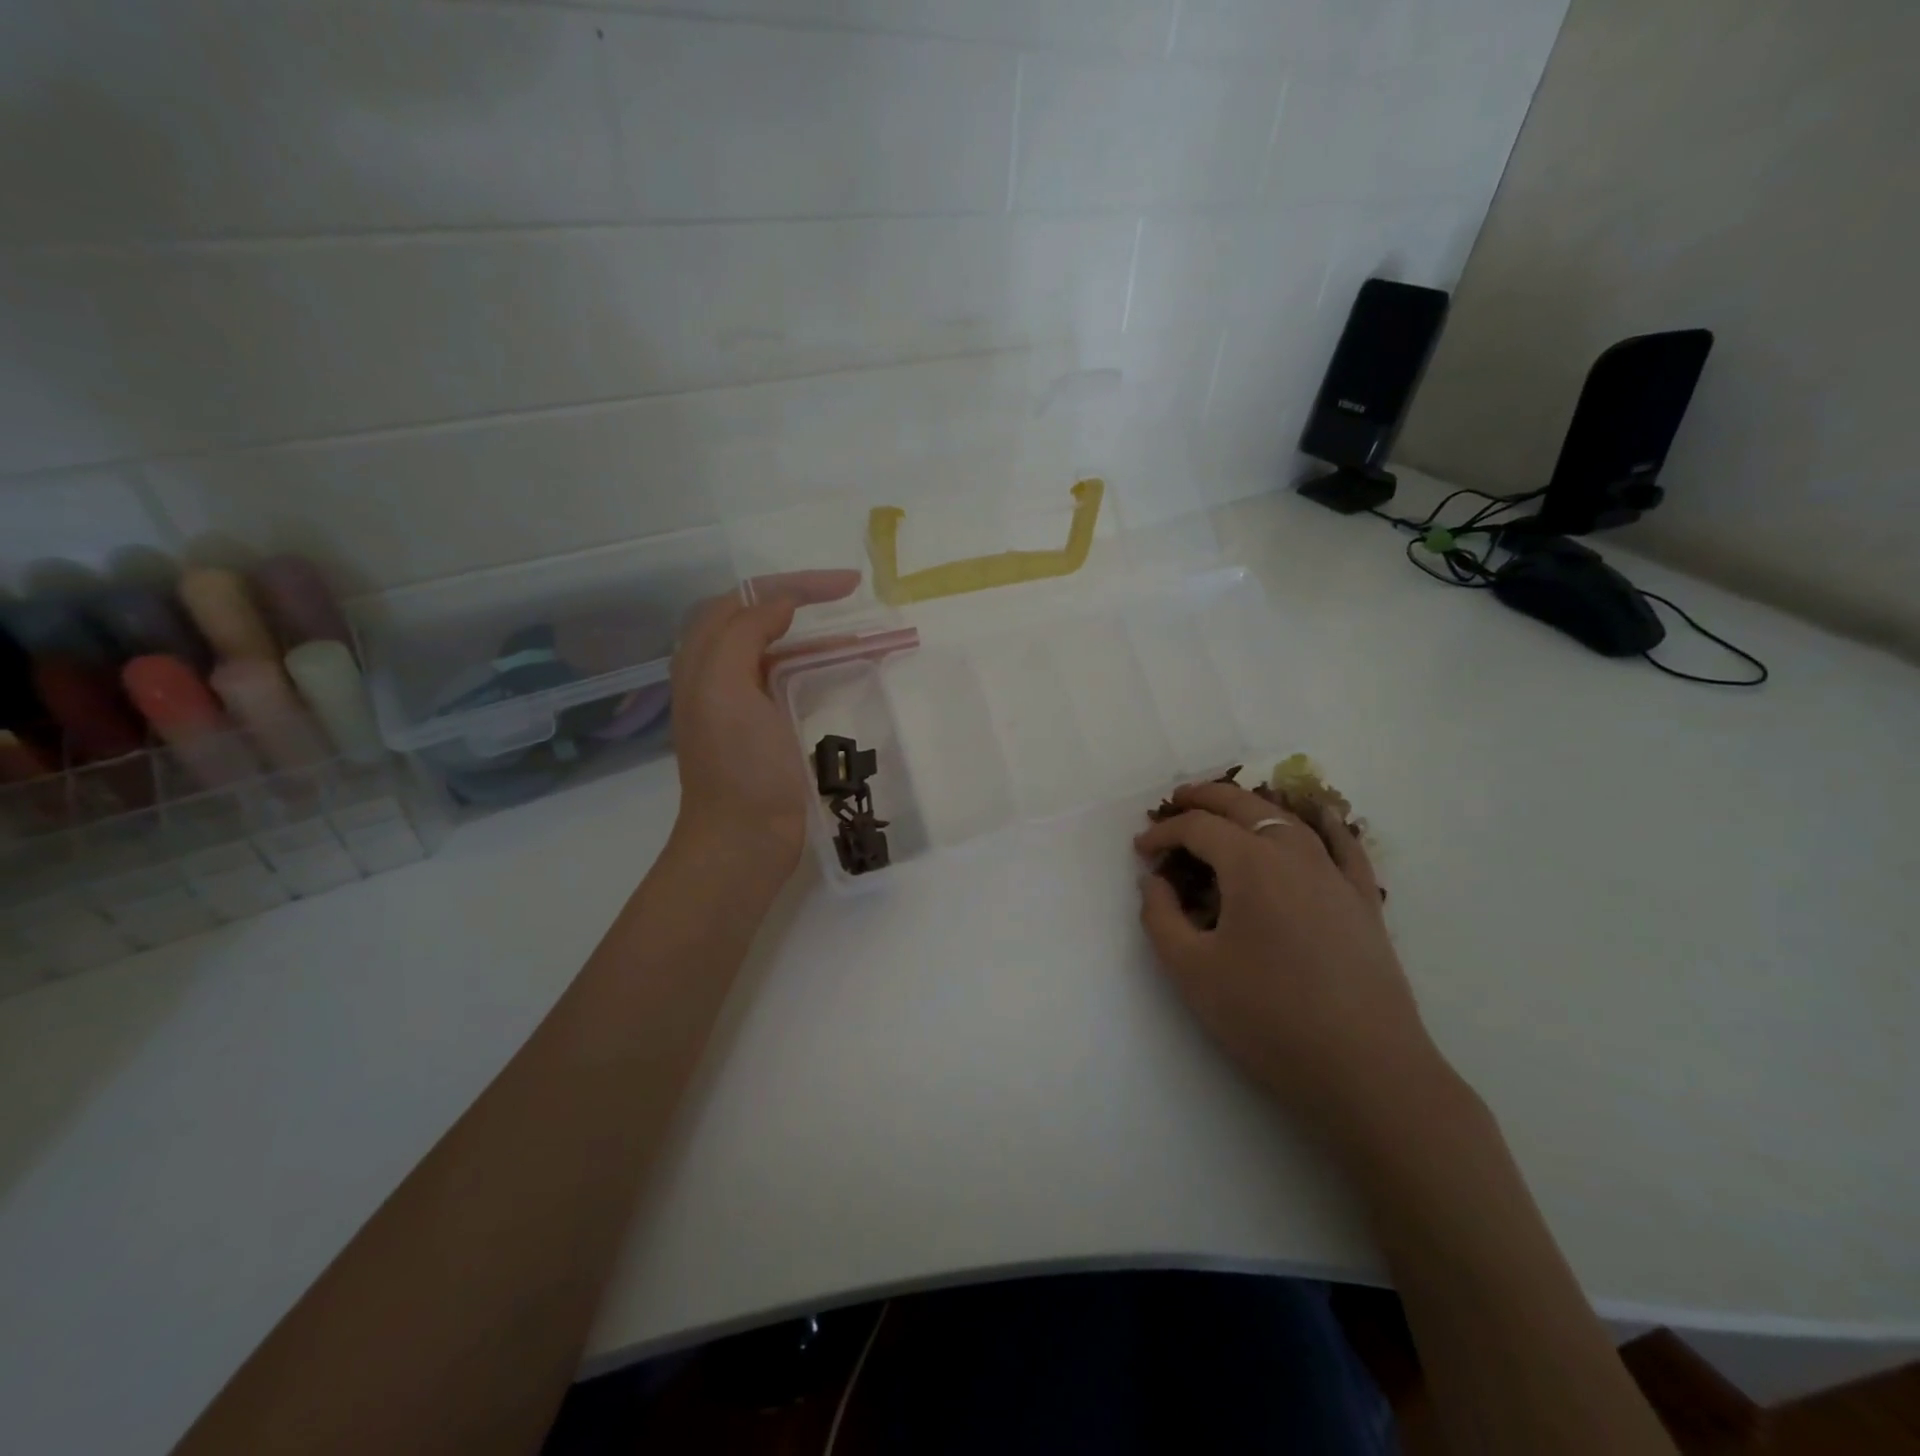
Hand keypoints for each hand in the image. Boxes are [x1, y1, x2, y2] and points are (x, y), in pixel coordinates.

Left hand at [669, 570, 860, 872]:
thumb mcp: (727, 688)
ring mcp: (743, 704)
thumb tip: (780, 603)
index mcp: (702, 659)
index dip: (794, 584)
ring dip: (820, 637)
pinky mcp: (767, 729)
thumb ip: (744, 632)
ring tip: (866, 637)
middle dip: (807, 602)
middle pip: (762, 619)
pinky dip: (821, 668)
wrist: (743, 840)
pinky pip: (793, 682)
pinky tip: (848, 672)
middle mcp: (718, 675)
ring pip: (782, 651)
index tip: (846, 585)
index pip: (746, 599)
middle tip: (853, 597)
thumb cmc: (738, 765)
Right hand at [1134, 779, 1450, 1143]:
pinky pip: (1342, 844)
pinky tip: (1316, 815)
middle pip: (1243, 806)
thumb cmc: (1268, 1018)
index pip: (1198, 828)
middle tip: (1173, 804)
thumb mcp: (1191, 970)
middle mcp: (1295, 853)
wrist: (1366, 1071)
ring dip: (1250, 806)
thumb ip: (1160, 916)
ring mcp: (1336, 874)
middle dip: (1203, 799)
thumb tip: (1155, 881)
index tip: (1140, 851)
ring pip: (1288, 818)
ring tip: (1226, 810)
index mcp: (1251, 864)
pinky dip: (1321, 822)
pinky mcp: (1363, 900)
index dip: (1163, 833)